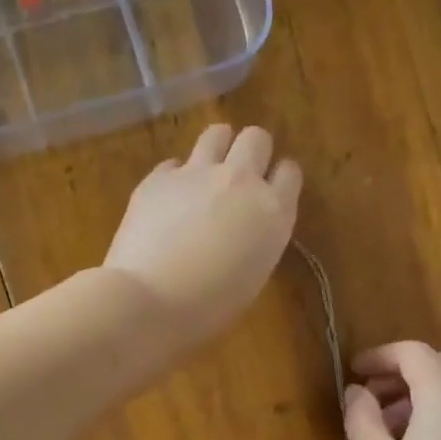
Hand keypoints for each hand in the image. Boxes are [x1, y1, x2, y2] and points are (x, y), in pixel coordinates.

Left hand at [104, 124, 301, 348]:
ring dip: (217, 147)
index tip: (270, 190)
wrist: (150, 300)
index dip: (279, 178)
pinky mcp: (158, 177)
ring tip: (207, 171)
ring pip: (217, 133)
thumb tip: (244, 225)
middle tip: (239, 176)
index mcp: (272, 212)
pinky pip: (174, 163)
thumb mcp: (252, 275)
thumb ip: (257, 238)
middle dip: (251, 151)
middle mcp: (241, 181)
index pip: (289, 173)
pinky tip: (168, 200)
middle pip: (256, 138)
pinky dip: (175, 176)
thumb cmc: (209, 306)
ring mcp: (197, 173)